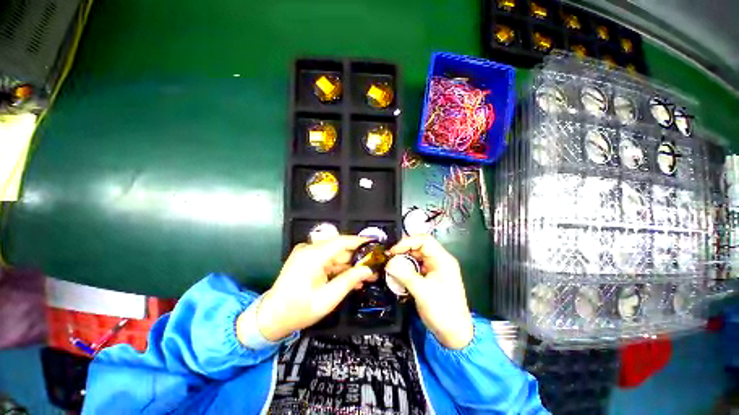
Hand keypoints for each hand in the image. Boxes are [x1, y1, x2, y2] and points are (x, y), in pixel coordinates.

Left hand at [242, 236, 375, 341]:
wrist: (270, 318)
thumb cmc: (298, 310)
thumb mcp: (328, 299)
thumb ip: (350, 280)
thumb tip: (368, 270)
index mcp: (313, 256)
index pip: (342, 242)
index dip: (360, 242)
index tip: (376, 245)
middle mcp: (310, 249)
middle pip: (340, 249)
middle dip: (358, 258)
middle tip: (374, 268)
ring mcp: (307, 254)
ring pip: (336, 255)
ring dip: (351, 265)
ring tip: (367, 276)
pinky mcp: (307, 260)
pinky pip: (328, 261)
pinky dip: (340, 269)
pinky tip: (352, 279)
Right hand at [387, 235, 473, 349]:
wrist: (454, 334)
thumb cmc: (442, 310)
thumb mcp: (421, 291)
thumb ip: (404, 274)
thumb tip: (389, 263)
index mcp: (442, 259)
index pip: (423, 240)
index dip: (406, 242)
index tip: (393, 251)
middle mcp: (439, 261)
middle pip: (419, 247)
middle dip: (403, 251)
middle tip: (390, 258)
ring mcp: (435, 269)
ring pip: (416, 257)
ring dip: (403, 260)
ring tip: (392, 266)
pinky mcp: (430, 277)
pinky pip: (416, 267)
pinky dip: (406, 268)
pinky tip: (398, 274)